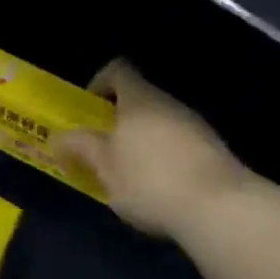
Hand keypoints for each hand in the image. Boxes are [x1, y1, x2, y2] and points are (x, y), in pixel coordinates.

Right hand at [56, 60, 250, 240]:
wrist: (220, 208)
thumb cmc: (150, 180)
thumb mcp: (104, 167)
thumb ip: (80, 147)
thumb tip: (59, 137)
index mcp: (139, 99)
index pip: (118, 70)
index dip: (99, 83)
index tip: (88, 109)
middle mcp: (169, 103)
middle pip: (139, 99)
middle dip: (119, 121)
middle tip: (102, 150)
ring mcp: (195, 125)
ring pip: (160, 122)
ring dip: (143, 141)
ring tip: (130, 176)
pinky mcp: (213, 150)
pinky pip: (179, 144)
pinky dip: (165, 158)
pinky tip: (161, 189)